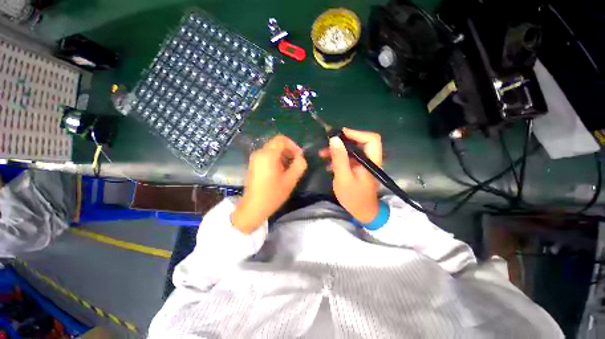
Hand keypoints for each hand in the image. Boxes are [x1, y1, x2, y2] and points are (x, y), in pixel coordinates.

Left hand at [231, 135, 307, 232]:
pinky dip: (276, 159)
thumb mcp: (290, 180)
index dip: (293, 145)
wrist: (253, 207)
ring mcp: (255, 158)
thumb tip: (301, 157)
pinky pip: (267, 155)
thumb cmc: (273, 194)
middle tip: (296, 163)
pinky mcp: (253, 164)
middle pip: (277, 143)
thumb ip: (299, 165)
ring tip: (289, 168)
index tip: (299, 156)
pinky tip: (280, 171)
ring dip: (283, 155)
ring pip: (272, 149)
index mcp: (268, 155)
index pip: (282, 139)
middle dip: (289, 151)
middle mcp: (259, 153)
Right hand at [319, 128, 381, 222]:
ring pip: (351, 150)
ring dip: (337, 150)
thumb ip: (340, 158)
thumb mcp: (344, 177)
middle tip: (328, 143)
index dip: (356, 133)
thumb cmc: (354, 197)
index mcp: (371, 160)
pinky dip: (338, 158)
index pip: (371, 139)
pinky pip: (348, 158)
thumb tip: (334, 139)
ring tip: (322, 153)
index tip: (339, 135)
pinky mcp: (357, 169)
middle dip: (342, 141)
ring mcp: (363, 164)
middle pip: (359, 142)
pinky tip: (327, 164)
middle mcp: (369, 159)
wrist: (362, 212)